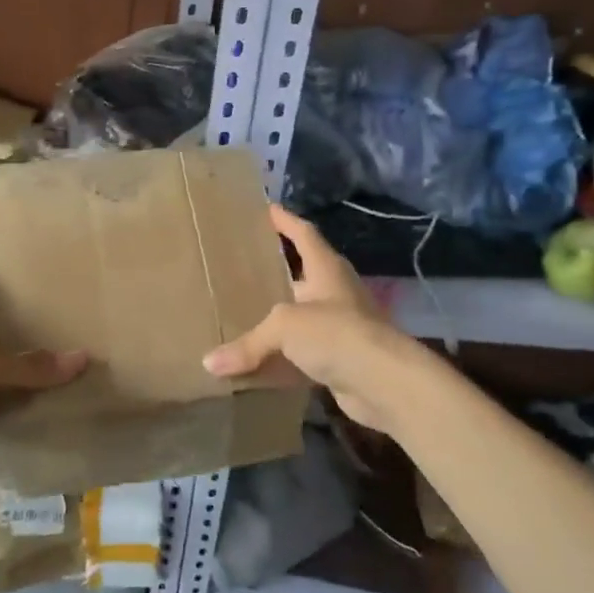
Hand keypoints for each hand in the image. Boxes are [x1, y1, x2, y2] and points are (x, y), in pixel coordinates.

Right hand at [203, 205, 415, 433]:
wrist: (384, 384)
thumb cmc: (336, 334)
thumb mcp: (284, 327)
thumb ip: (248, 343)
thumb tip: (209, 364)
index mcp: (326, 270)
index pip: (304, 234)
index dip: (286, 221)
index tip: (266, 208)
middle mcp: (335, 294)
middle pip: (301, 277)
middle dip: (275, 273)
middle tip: (240, 268)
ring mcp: (340, 328)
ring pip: (299, 319)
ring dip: (276, 320)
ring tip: (240, 314)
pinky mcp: (338, 361)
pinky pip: (300, 356)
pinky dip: (279, 360)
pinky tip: (255, 365)